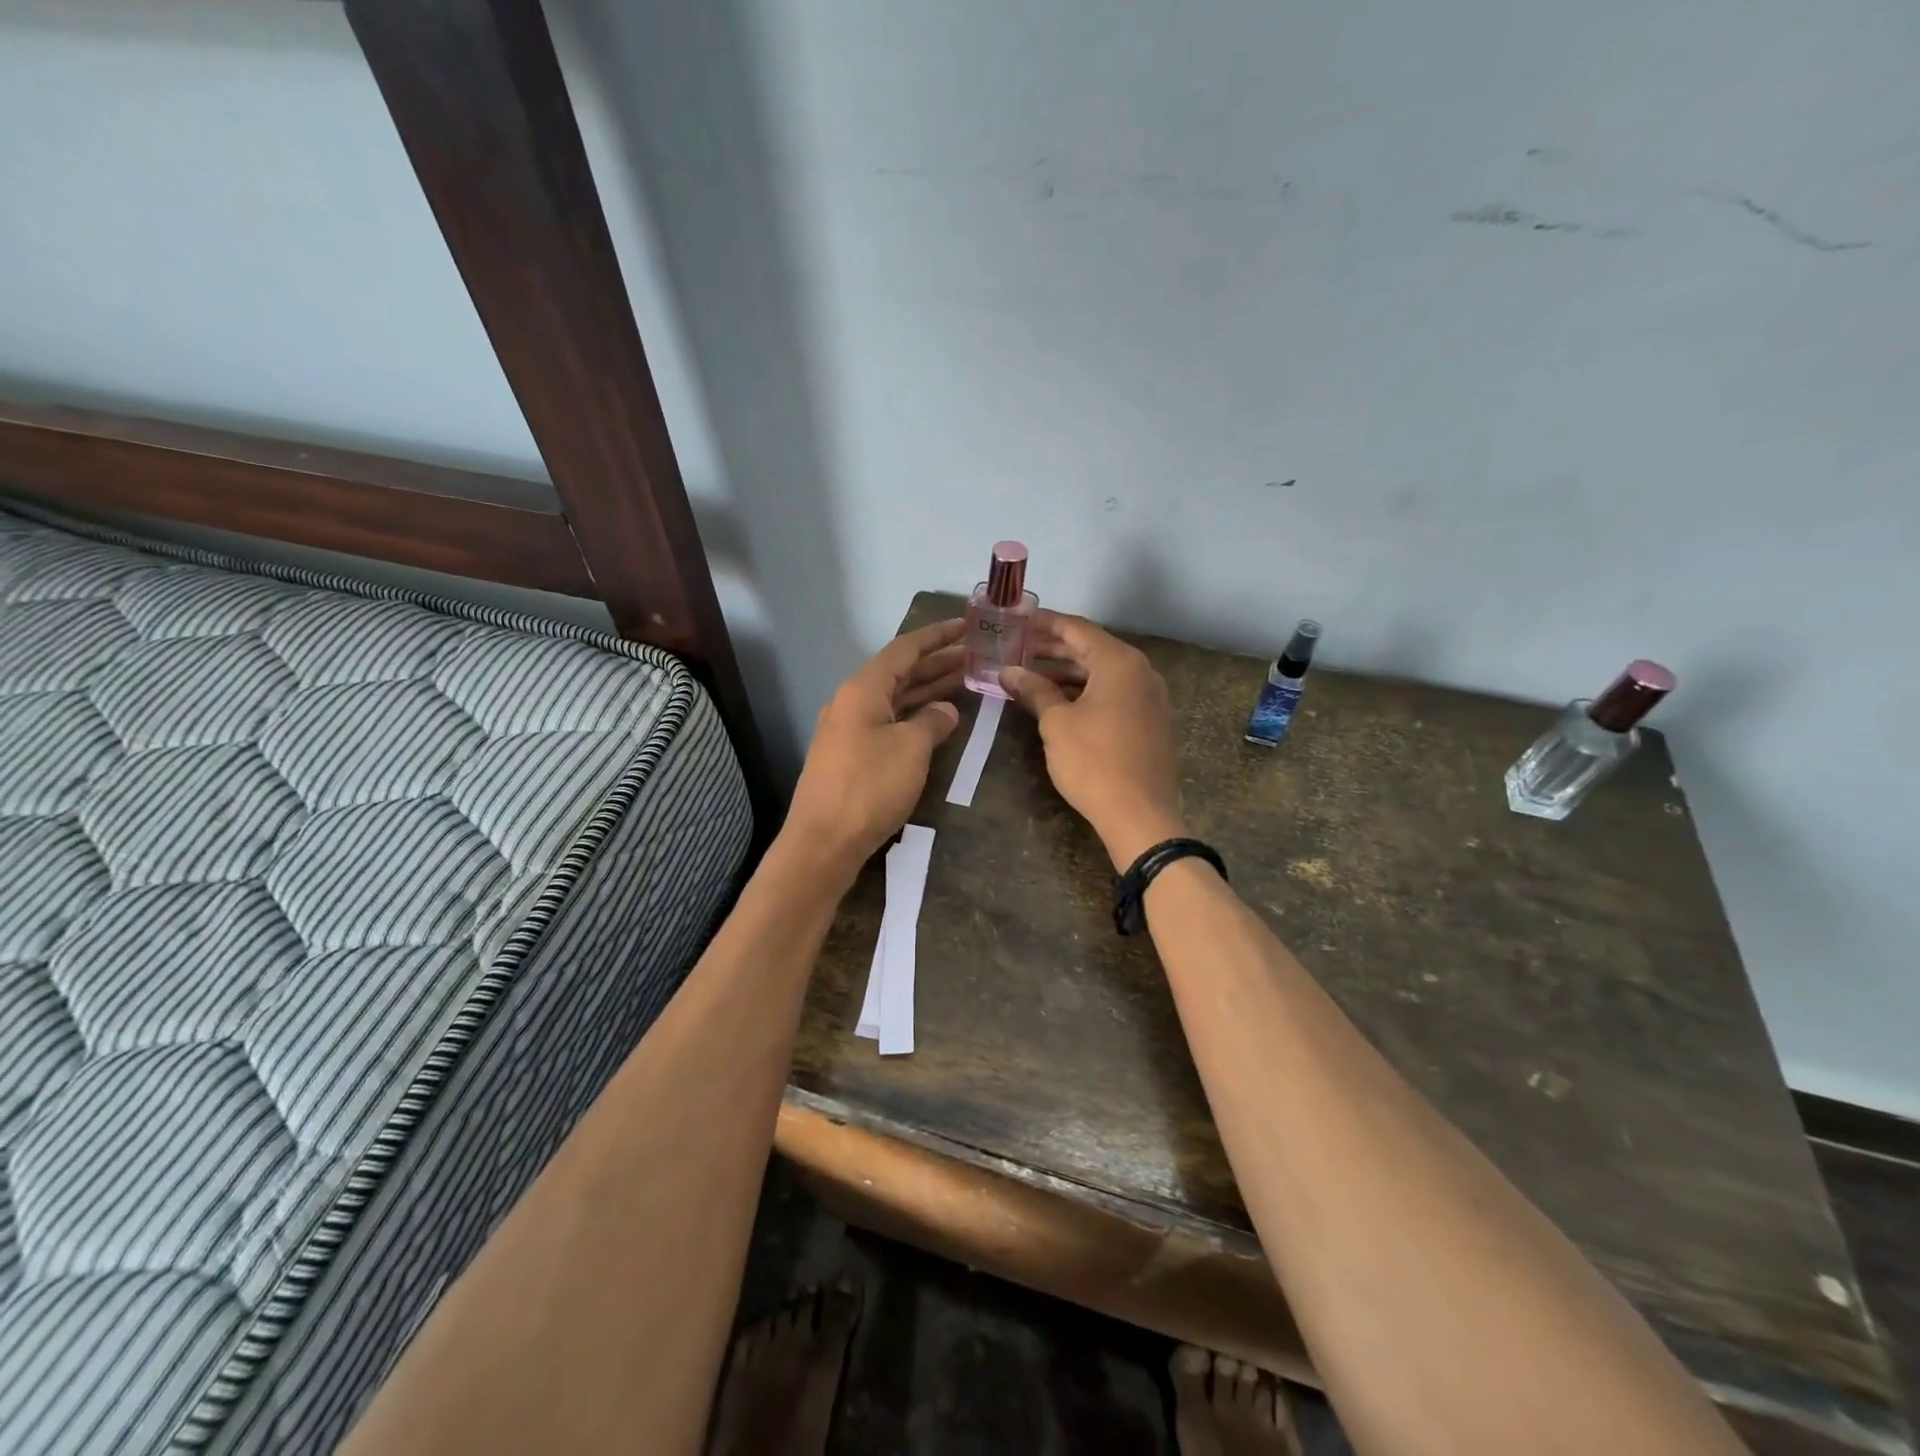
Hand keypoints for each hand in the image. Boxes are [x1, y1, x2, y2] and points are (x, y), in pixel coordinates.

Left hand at [784, 618, 966, 877]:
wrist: (824, 842)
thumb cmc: (869, 787)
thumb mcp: (911, 749)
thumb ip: (933, 721)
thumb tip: (946, 710)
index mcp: (864, 689)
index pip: (905, 649)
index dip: (937, 636)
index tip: (967, 625)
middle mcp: (853, 702)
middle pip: (901, 672)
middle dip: (938, 663)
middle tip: (976, 656)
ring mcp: (850, 729)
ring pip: (896, 699)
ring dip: (928, 689)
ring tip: (966, 681)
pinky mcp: (852, 755)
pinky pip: (890, 722)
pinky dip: (915, 716)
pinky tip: (938, 720)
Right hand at [1001, 611, 1187, 868]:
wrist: (1140, 816)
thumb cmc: (1094, 762)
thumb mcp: (1056, 723)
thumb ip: (1034, 689)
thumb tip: (1009, 671)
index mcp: (1120, 662)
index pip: (1077, 629)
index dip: (1045, 623)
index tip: (1018, 620)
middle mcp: (1141, 672)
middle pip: (1091, 649)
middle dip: (1053, 649)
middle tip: (1017, 648)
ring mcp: (1150, 698)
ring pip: (1103, 674)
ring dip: (1068, 673)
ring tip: (1031, 676)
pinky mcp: (1151, 722)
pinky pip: (1115, 694)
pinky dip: (1087, 692)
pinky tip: (1060, 702)